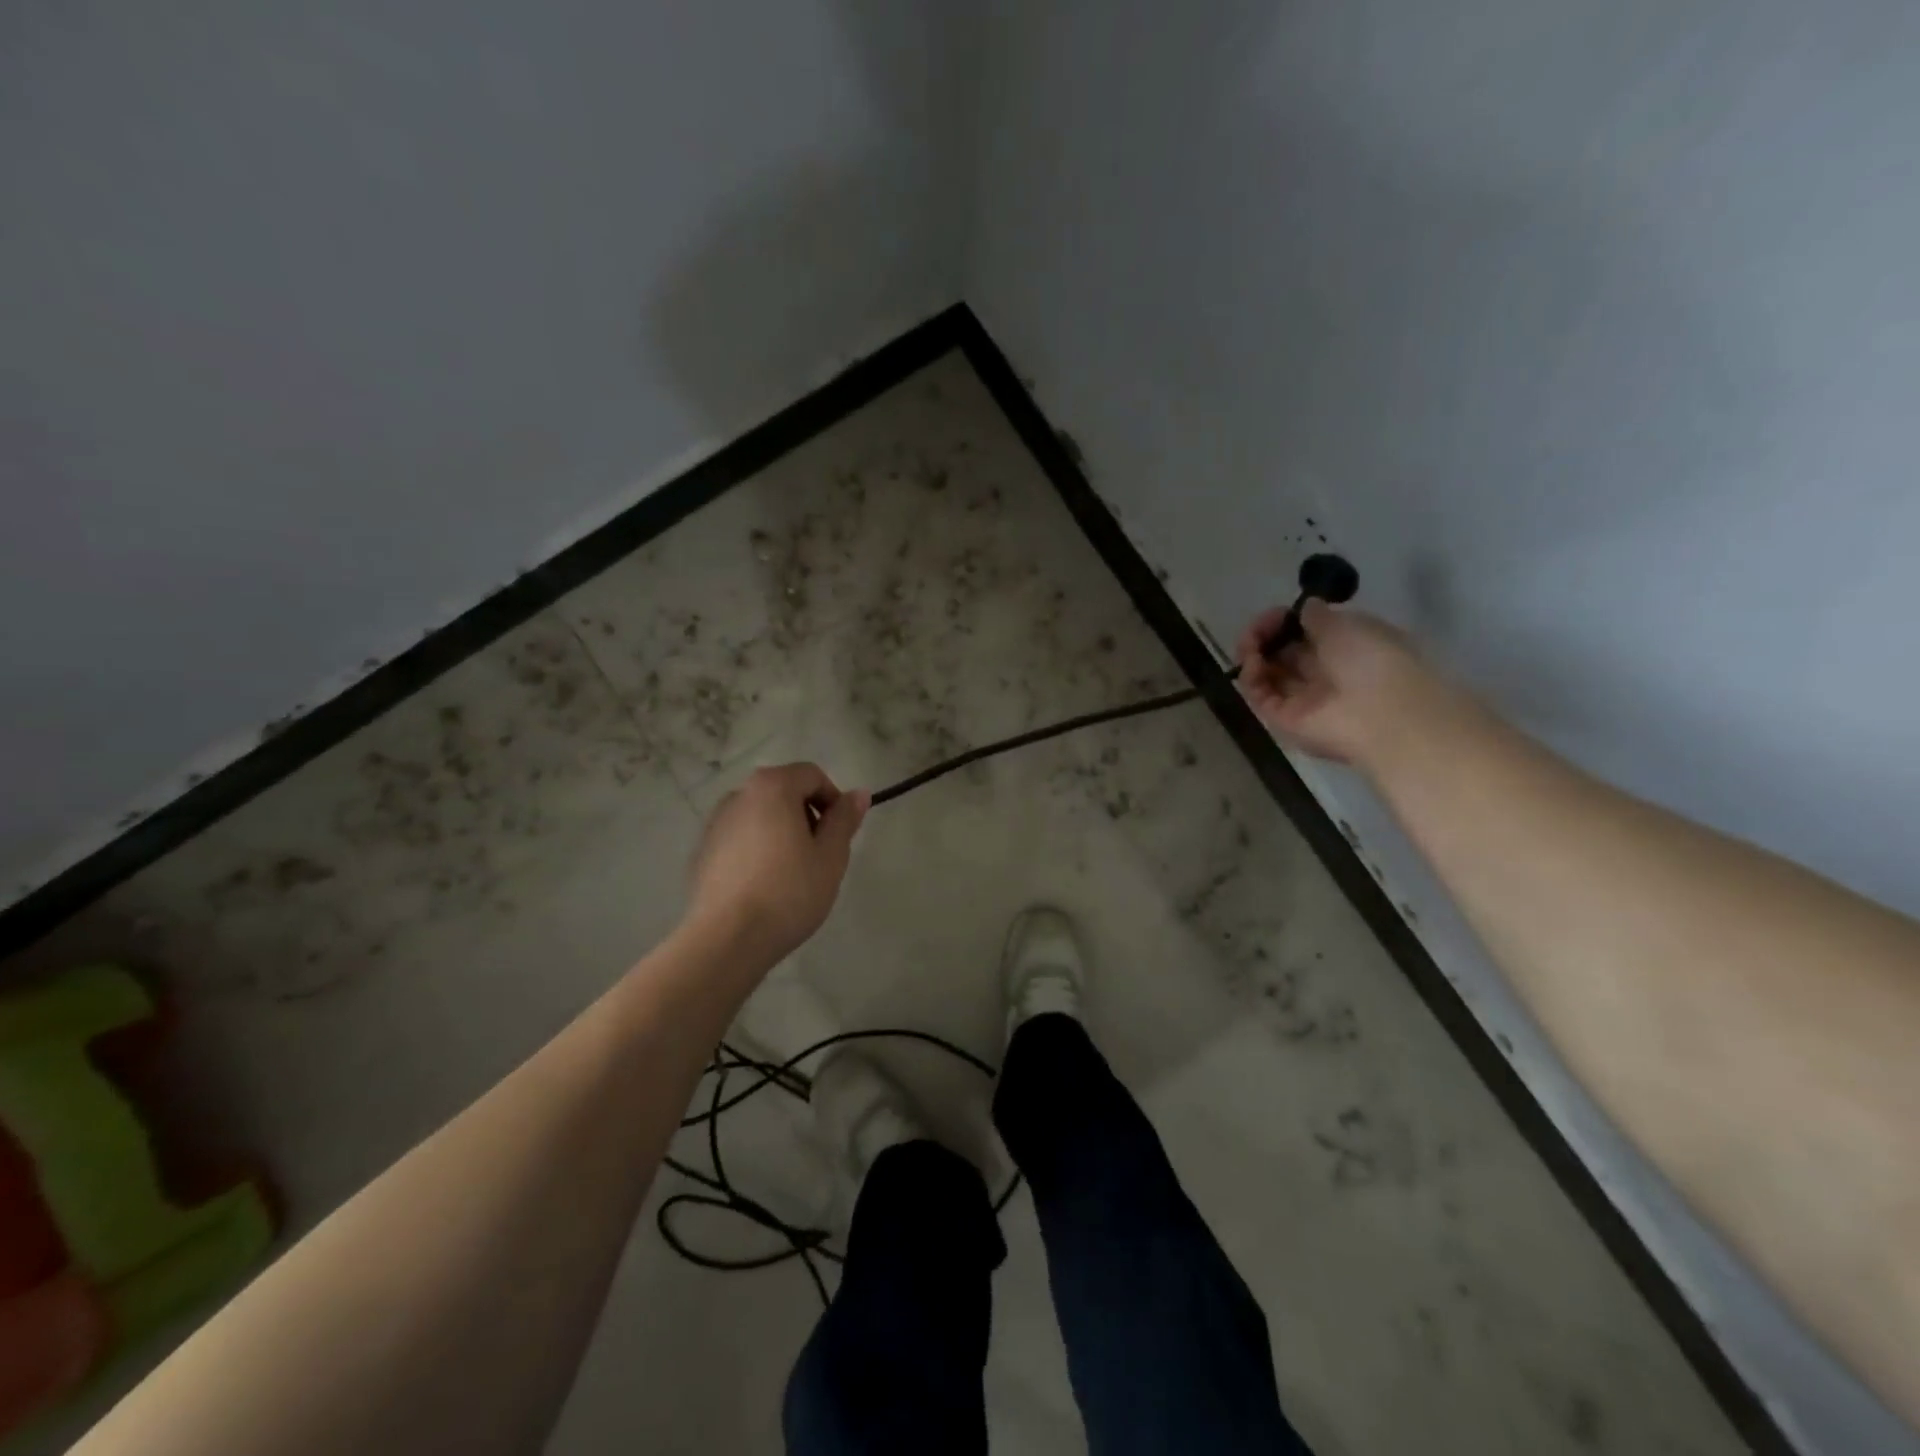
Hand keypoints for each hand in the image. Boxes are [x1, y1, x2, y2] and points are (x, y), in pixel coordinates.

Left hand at [685, 763, 868, 969]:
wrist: (727, 939)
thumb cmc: (789, 892)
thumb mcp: (830, 856)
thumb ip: (844, 819)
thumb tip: (858, 793)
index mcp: (772, 787)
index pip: (812, 775)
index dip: (834, 800)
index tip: (840, 834)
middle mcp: (739, 795)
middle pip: (784, 792)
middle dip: (807, 815)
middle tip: (820, 855)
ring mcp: (715, 823)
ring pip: (761, 816)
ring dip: (782, 832)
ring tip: (792, 873)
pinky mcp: (702, 852)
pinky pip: (740, 839)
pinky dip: (757, 850)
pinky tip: (764, 886)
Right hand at [1236, 601, 1442, 767]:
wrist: (1380, 717)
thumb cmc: (1373, 662)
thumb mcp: (1347, 625)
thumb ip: (1319, 616)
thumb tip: (1304, 608)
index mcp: (1348, 648)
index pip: (1308, 632)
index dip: (1288, 620)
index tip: (1278, 614)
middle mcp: (1325, 673)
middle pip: (1284, 652)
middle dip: (1266, 636)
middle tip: (1255, 630)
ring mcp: (1303, 699)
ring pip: (1268, 673)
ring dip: (1254, 654)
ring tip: (1248, 646)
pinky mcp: (1283, 720)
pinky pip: (1260, 695)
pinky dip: (1251, 677)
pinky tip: (1251, 663)